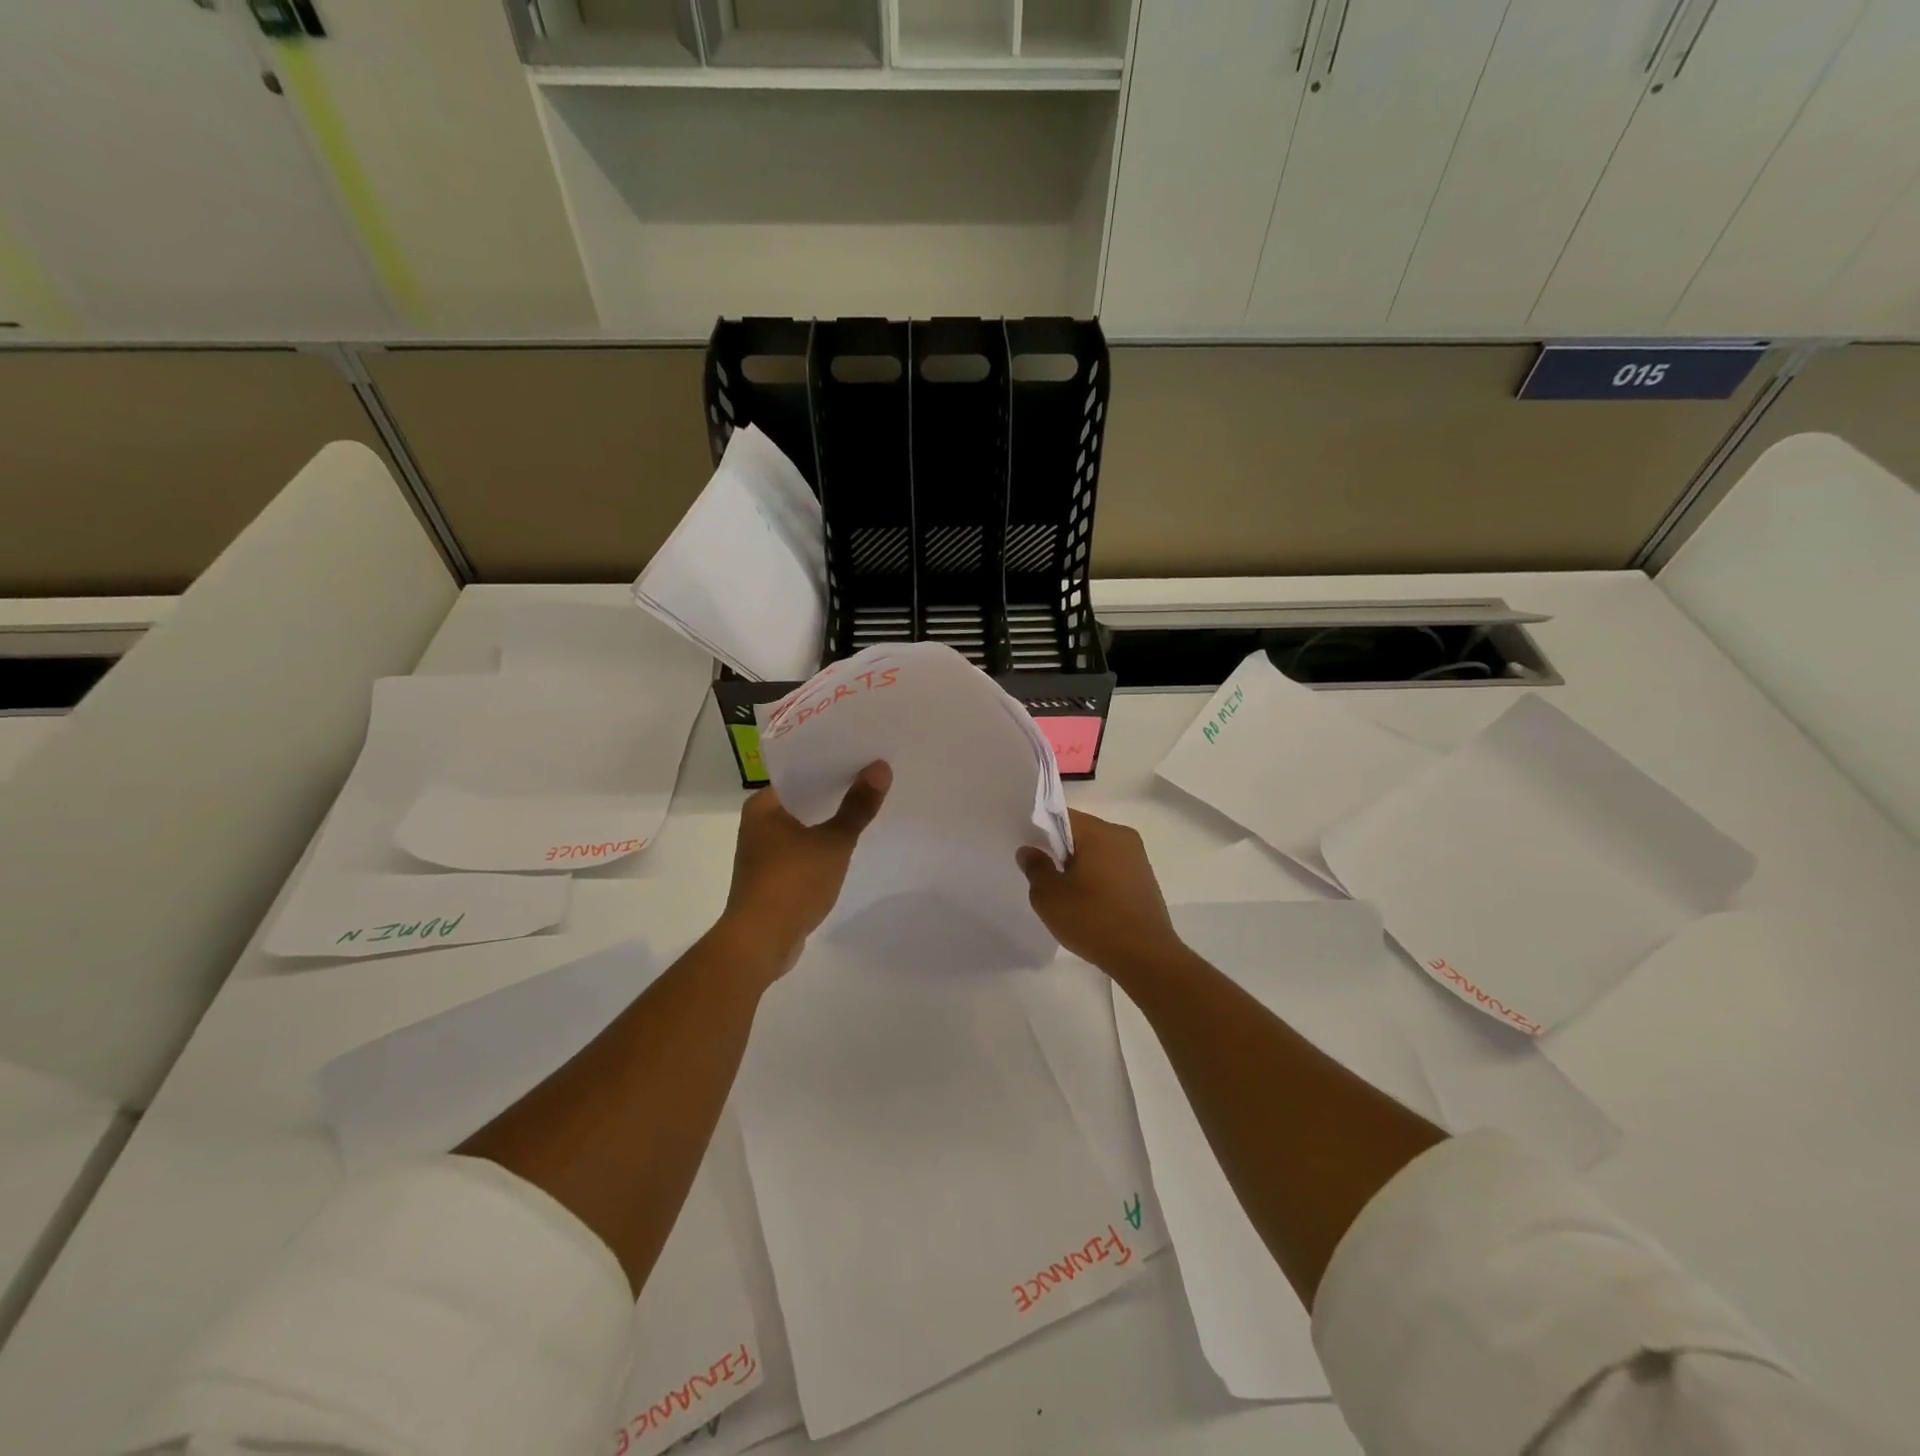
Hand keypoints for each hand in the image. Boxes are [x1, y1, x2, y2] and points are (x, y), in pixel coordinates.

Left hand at [719, 761, 890, 973]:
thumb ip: (857, 806)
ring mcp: (763, 852)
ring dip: (829, 819)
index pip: (800, 772)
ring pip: (803, 825)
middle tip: (872, 776)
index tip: (862, 756)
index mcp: (762, 806)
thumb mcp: (833, 842)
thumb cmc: (792, 883)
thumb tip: (881, 767)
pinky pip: (802, 849)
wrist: (760, 942)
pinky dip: (822, 844)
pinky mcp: (772, 876)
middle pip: (803, 797)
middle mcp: (758, 823)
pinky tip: (846, 844)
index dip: (831, 762)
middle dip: (835, 791)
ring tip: (865, 805)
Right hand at [1016, 809, 1184, 972]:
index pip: (1062, 817)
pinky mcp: (1145, 880)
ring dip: (1079, 867)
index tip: (1029, 853)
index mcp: (1100, 832)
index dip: (1040, 831)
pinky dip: (1097, 879)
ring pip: (1097, 852)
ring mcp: (1138, 858)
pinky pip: (1112, 869)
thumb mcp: (1049, 896)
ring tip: (1065, 895)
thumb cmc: (1093, 920)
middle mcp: (1122, 836)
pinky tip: (1088, 904)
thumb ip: (1035, 868)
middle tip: (1043, 877)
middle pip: (1081, 833)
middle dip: (1060, 851)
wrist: (1145, 957)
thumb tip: (1029, 851)